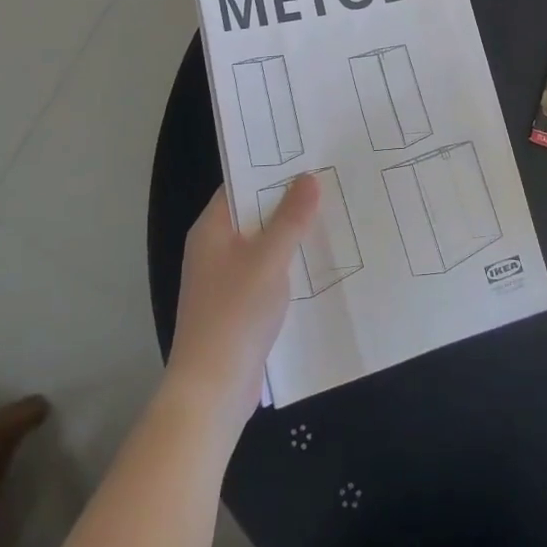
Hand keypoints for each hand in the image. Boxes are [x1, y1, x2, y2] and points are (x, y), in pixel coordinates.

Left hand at [166, 174, 319, 435]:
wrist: (212, 391)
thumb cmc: (234, 314)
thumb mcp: (268, 258)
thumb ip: (291, 217)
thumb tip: (309, 177)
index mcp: (211, 229)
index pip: (240, 185)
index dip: (271, 170)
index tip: (308, 156)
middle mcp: (214, 248)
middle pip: (255, 214)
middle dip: (289, 202)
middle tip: (331, 181)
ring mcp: (225, 279)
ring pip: (264, 245)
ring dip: (292, 235)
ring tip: (334, 215)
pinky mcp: (239, 306)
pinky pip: (267, 273)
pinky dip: (289, 265)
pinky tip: (321, 262)